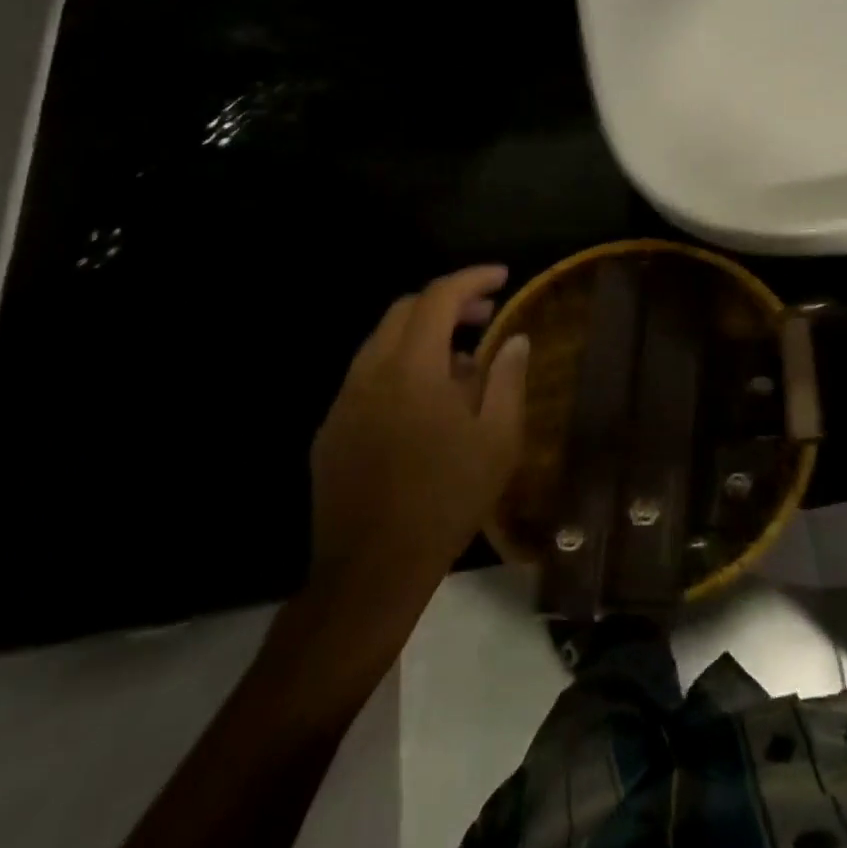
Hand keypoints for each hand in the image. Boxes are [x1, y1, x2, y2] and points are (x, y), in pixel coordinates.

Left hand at [309, 265, 530, 594]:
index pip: (438, 297)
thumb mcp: (498, 439)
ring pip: (382, 341)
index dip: (472, 279)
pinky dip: (400, 366)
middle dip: (448, 302)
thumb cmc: (447, 500)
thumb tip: (515, 338)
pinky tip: (424, 403)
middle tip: (485, 315)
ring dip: (423, 335)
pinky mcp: (331, 429)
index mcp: (412, 368)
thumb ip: (507, 378)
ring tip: (461, 361)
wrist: (371, 571)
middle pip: (405, 310)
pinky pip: (368, 376)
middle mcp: (371, 372)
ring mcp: (344, 401)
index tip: (502, 277)